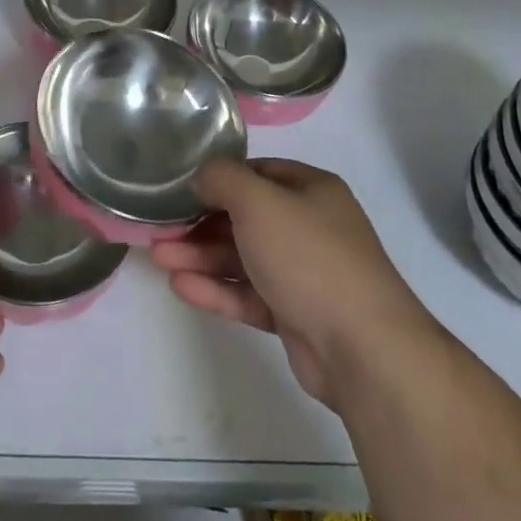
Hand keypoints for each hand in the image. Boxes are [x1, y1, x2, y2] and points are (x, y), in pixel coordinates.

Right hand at [151, 158, 431, 409]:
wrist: (363, 348)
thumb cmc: (309, 257)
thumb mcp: (258, 201)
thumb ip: (222, 179)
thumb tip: (202, 178)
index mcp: (311, 190)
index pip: (257, 172)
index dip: (218, 178)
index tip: (180, 189)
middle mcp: (309, 226)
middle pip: (245, 217)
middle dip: (200, 222)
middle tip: (159, 228)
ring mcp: (304, 273)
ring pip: (243, 257)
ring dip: (201, 256)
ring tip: (158, 257)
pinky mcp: (295, 315)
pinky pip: (249, 294)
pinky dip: (217, 289)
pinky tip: (181, 286)